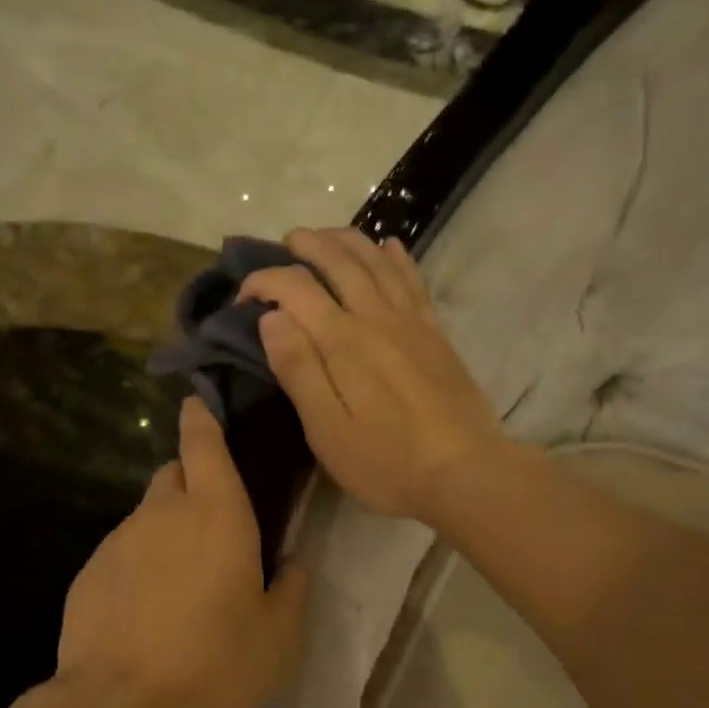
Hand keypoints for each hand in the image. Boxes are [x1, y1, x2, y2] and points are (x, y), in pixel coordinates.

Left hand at [55, 397, 309, 707]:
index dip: (202, 419)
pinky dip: (138, 566)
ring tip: (181, 584)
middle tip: (213, 525)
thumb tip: (292, 565)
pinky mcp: (88, 573)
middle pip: (174, 475)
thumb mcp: (279, 637)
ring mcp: (119, 541)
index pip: (204, 444)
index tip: (198, 405)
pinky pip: (122, 553)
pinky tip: (147, 612)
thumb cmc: (217, 665)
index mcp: (217, 514)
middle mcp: (163, 514)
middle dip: (192, 483)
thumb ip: (292, 590)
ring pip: (147, 517)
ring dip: (166, 531)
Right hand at [240, 228, 508, 524]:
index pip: (295, 288)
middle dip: (308, 245)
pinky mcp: (436, 334)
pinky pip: (414, 281)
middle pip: (339, 262)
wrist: (465, 472)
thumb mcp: (328, 430)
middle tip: (287, 242)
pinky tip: (390, 247)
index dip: (264, 282)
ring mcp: (411, 323)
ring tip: (328, 235)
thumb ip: (299, 370)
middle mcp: (376, 318)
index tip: (243, 299)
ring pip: (377, 262)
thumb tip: (271, 318)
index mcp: (343, 341)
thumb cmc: (387, 461)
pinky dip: (397, 258)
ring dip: (349, 241)